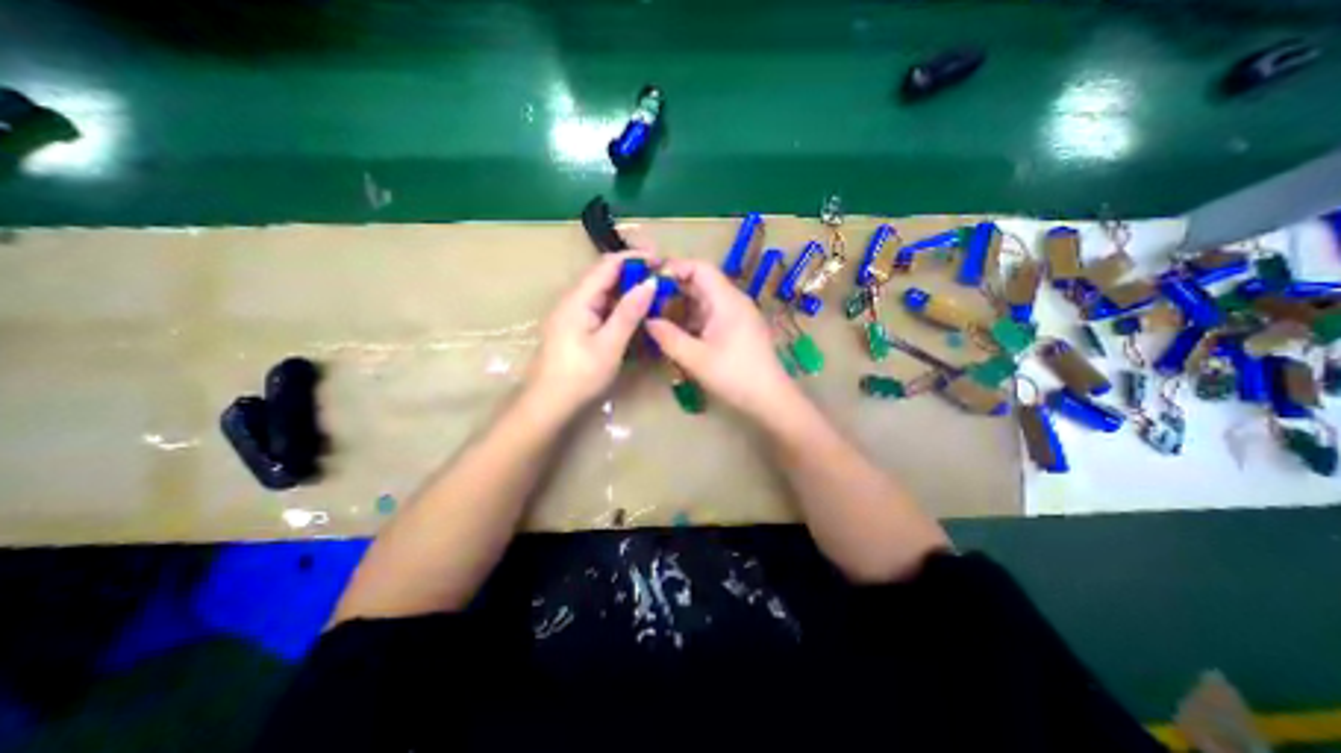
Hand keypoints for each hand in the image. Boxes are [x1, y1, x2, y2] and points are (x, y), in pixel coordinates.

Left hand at [522, 254, 655, 416]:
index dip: (634, 257)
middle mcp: (573, 299)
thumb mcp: (609, 345)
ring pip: (603, 291)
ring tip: (654, 293)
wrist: (548, 404)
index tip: (661, 259)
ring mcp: (573, 313)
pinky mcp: (575, 326)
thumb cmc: (579, 376)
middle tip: (662, 278)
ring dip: (628, 289)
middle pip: (605, 275)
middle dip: (634, 272)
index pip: (608, 264)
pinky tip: (635, 313)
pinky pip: (600, 307)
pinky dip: (619, 305)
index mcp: (578, 299)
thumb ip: (629, 313)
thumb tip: (649, 282)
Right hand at [642, 261, 793, 418]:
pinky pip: (710, 314)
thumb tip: (647, 321)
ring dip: (681, 305)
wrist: (770, 399)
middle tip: (647, 300)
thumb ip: (669, 338)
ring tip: (656, 316)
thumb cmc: (735, 376)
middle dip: (673, 288)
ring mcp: (736, 315)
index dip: (674, 267)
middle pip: (701, 282)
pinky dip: (691, 318)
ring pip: (704, 300)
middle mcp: (733, 301)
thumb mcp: (696, 359)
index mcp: (727, 300)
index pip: (699, 268)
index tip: (650, 280)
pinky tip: (676, 331)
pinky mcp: (737, 329)